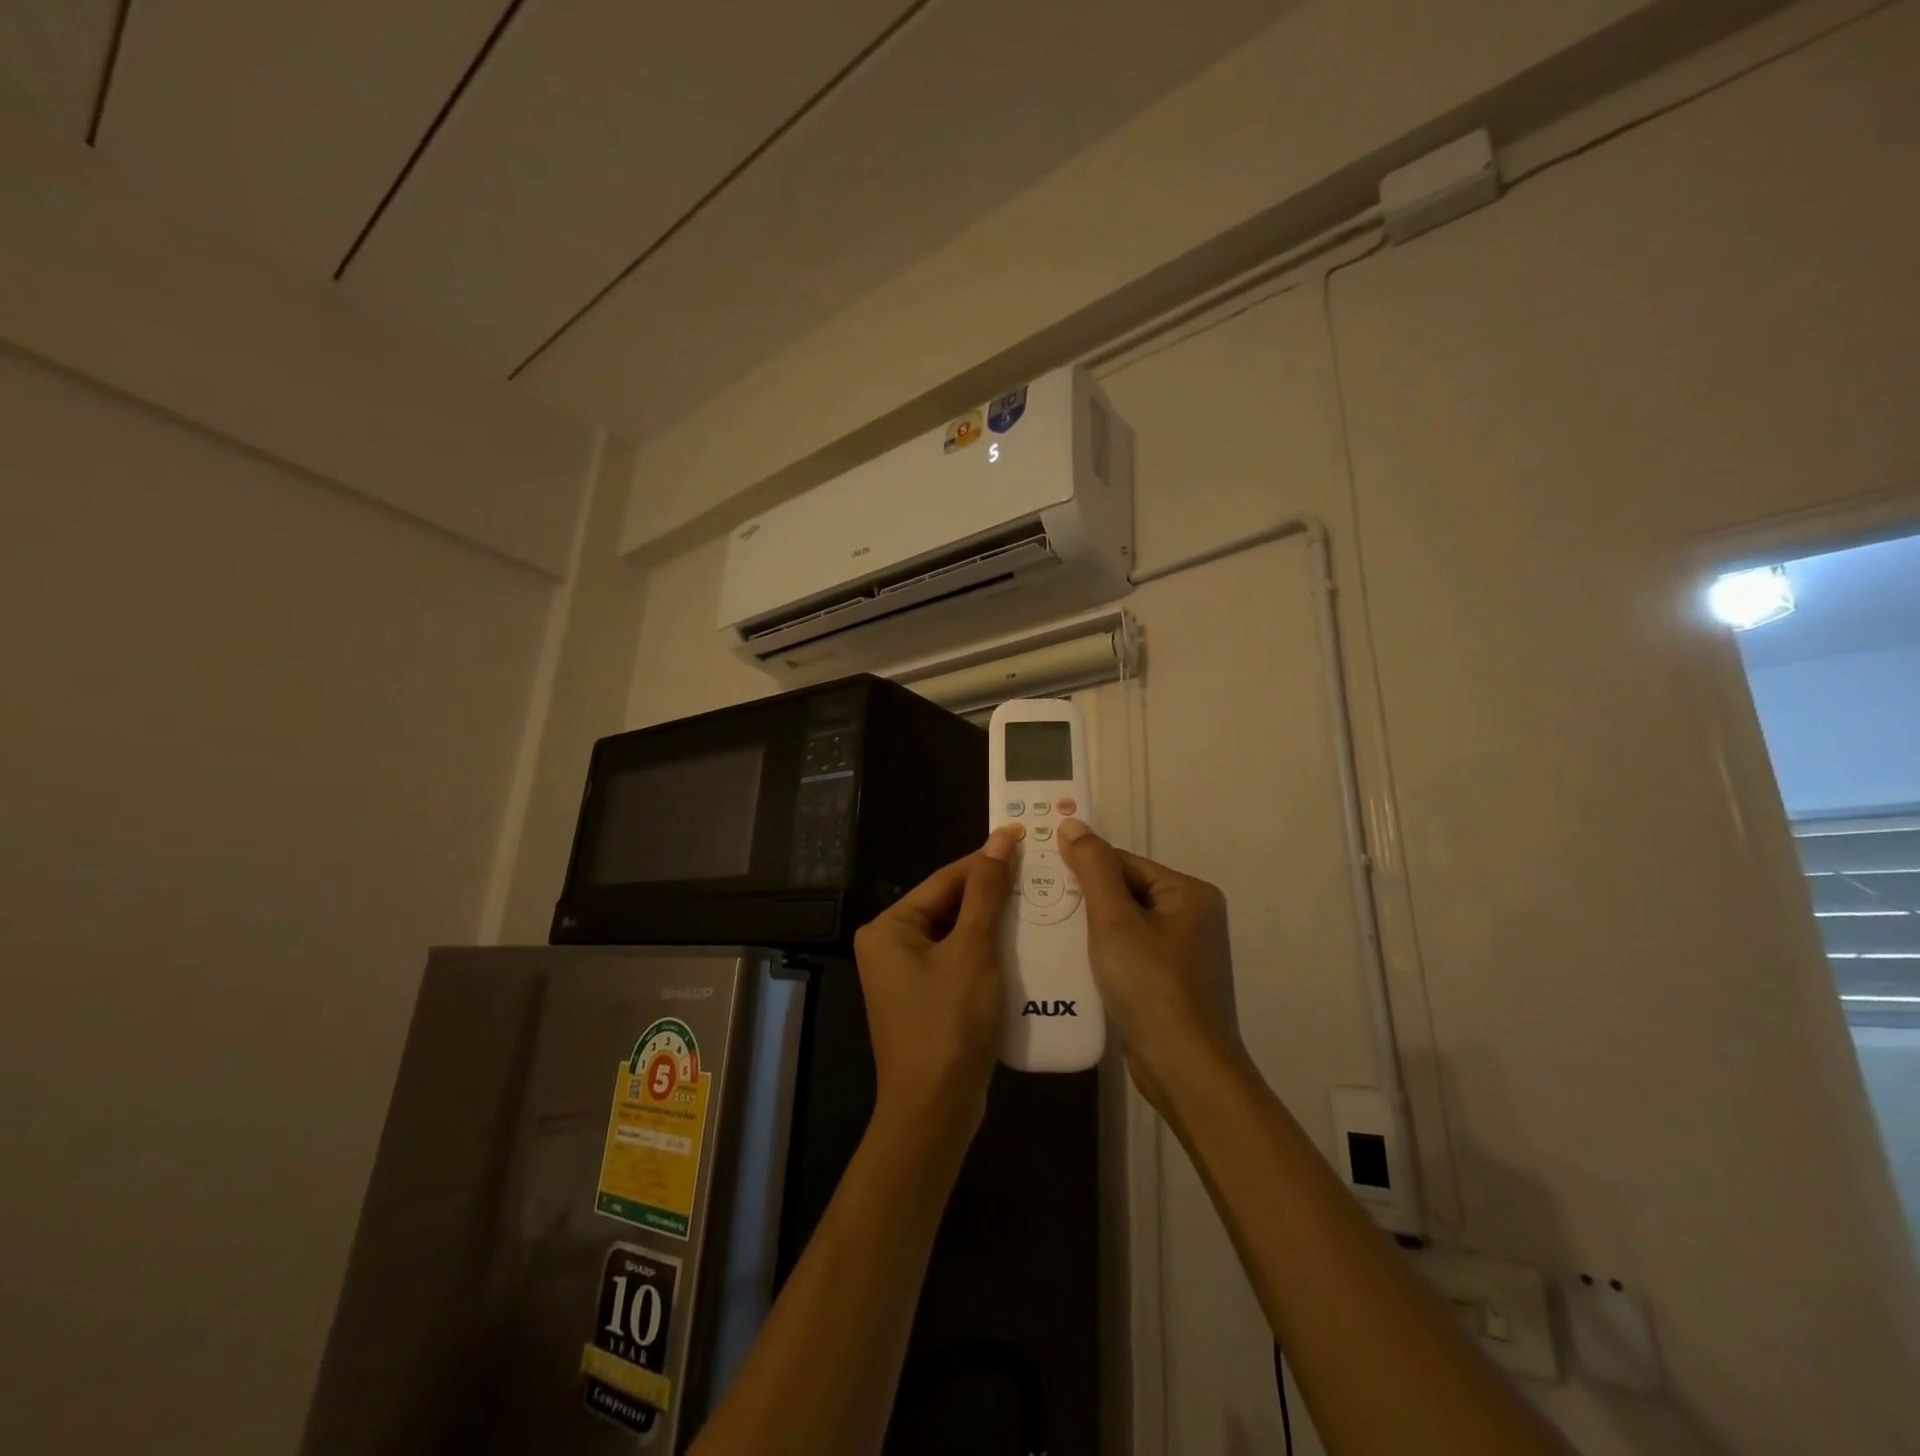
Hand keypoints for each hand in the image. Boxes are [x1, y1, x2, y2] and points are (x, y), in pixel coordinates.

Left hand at [853, 825, 1023, 1140]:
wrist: (935, 1111)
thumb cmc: (950, 1023)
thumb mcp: (973, 950)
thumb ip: (987, 892)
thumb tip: (1001, 838)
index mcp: (889, 927)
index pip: (945, 880)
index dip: (987, 862)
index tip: (1026, 843)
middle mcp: (889, 945)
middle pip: (949, 905)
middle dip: (992, 895)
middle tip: (1038, 877)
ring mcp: (905, 975)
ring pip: (956, 934)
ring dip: (993, 924)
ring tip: (1037, 906)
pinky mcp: (924, 999)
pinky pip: (957, 961)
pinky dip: (986, 953)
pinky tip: (1020, 947)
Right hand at [1057, 820, 1246, 1111]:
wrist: (1184, 1069)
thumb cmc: (1150, 986)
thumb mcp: (1115, 921)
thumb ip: (1093, 869)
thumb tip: (1072, 823)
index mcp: (1189, 893)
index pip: (1124, 863)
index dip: (1083, 868)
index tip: (1041, 877)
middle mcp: (1192, 917)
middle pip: (1124, 892)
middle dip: (1084, 901)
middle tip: (1039, 905)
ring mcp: (1182, 953)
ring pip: (1123, 925)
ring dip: (1089, 929)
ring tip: (1048, 931)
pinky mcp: (1169, 983)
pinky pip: (1129, 953)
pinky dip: (1102, 955)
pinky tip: (1073, 962)